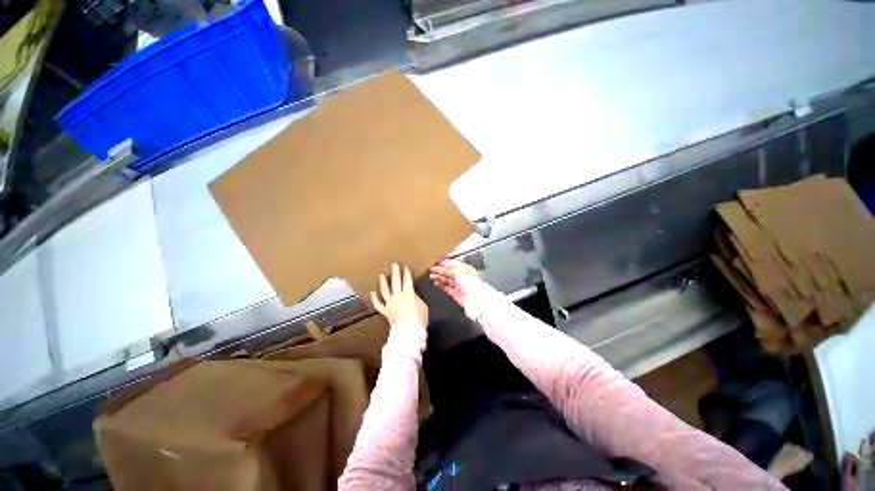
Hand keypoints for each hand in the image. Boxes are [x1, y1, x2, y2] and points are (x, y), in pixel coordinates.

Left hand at [371, 263, 428, 326]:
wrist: (409, 332)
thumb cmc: (419, 319)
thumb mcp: (423, 305)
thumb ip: (416, 298)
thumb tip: (412, 295)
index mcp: (408, 293)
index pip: (407, 279)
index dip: (406, 272)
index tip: (405, 266)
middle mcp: (398, 296)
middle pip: (396, 281)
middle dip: (395, 272)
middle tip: (394, 265)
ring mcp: (390, 303)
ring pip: (385, 290)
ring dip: (383, 281)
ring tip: (382, 275)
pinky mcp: (385, 311)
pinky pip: (378, 304)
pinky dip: (375, 298)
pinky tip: (372, 292)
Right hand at [429, 258, 479, 306]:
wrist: (474, 298)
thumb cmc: (470, 282)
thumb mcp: (457, 270)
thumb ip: (447, 269)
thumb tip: (440, 268)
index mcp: (464, 267)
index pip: (452, 263)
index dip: (443, 263)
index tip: (435, 262)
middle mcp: (461, 275)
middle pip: (448, 271)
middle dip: (439, 270)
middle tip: (431, 269)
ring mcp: (458, 284)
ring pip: (446, 279)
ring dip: (438, 277)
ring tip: (431, 276)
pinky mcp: (454, 292)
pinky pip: (445, 288)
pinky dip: (440, 285)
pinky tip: (435, 283)